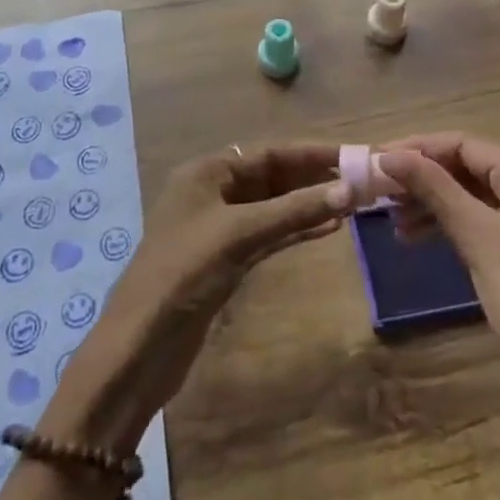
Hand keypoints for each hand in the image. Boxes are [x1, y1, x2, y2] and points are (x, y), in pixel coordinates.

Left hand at [41, 144, 352, 451]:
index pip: (267, 153)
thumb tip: (349, 190)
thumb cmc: (185, 273)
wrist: (140, 346)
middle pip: (271, 176)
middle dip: (312, 178)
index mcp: (206, 172)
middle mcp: (212, 192)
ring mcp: (218, 228)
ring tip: (352, 203)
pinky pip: (267, 234)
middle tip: (360, 180)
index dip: (311, 153)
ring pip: (272, 206)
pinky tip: (327, 229)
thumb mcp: (240, 235)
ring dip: (308, 204)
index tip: (352, 154)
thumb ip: (295, 211)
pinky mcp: (225, 260)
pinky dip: (294, 229)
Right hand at [376, 133, 499, 382]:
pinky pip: (487, 220)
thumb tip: (389, 155)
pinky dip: (454, 224)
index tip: (377, 159)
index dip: (418, 149)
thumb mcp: (474, 234)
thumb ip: (432, 187)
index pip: (465, 144)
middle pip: (470, 167)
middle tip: (381, 191)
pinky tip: (420, 237)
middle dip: (424, 178)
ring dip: (434, 203)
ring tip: (395, 221)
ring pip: (476, 195)